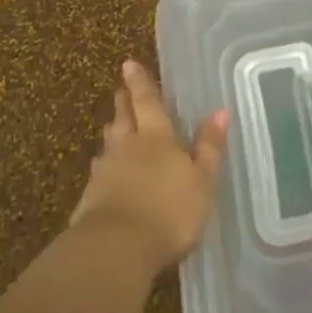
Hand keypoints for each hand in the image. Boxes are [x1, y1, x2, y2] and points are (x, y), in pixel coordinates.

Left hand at [71, 59, 228, 274]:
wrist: (116, 249)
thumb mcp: (201, 180)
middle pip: (123, 118)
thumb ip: (209, 147)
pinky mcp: (91, 198)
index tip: (129, 64)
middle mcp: (127, 147)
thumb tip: (220, 111)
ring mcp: (105, 172)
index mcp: (156, 137)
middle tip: (119, 89)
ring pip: (109, 144)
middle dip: (123, 102)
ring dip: (112, 132)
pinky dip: (105, 166)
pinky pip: (100, 172)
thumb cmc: (169, 211)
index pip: (148, 102)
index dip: (140, 83)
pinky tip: (105, 173)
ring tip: (112, 124)